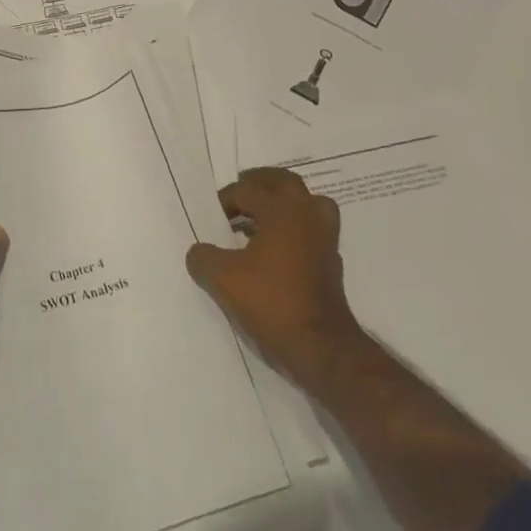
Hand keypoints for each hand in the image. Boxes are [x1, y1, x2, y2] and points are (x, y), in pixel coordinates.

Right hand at [186, 167, 360, 390]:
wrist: (321, 347)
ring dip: (284, 202)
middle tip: (239, 193)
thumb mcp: (223, 280)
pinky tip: (278, 247)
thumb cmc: (272, 303)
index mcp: (282, 210)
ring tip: (262, 215)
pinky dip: (296, 227)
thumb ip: (203, 258)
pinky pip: (313, 228)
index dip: (223, 201)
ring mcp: (324, 238)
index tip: (209, 219)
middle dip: (259, 183)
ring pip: (307, 202)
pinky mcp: (331, 262)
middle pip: (283, 182)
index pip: (245, 190)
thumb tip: (198, 251)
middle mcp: (307, 215)